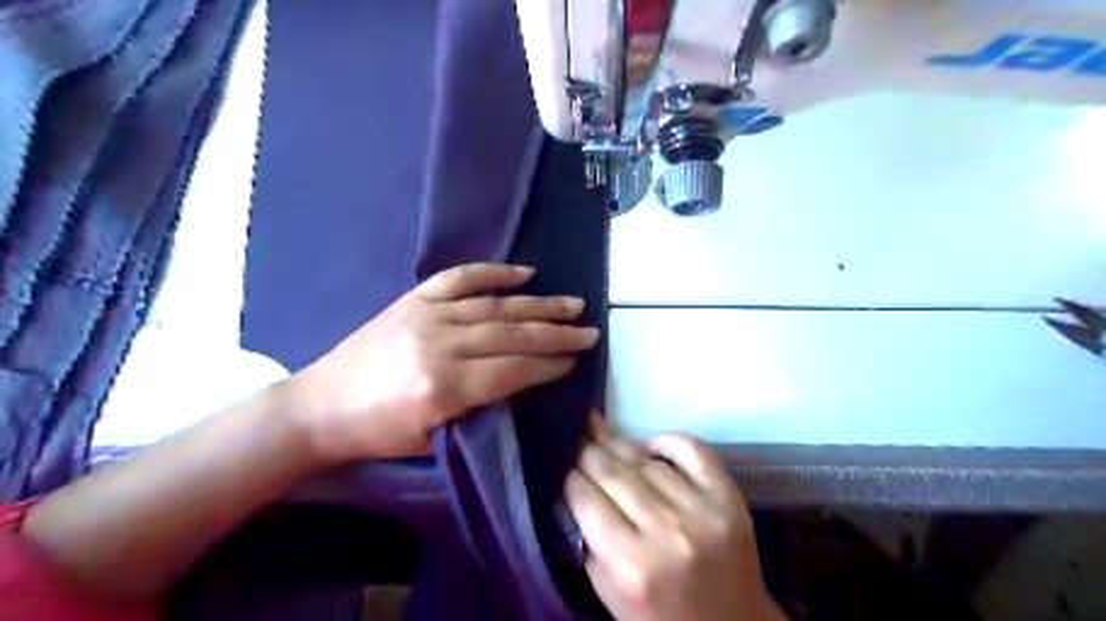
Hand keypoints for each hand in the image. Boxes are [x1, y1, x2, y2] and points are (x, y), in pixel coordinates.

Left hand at [283, 262, 595, 461]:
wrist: (318, 407)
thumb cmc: (377, 434)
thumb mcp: (433, 437)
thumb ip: (480, 407)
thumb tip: (522, 380)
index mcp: (444, 387)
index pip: (513, 370)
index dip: (549, 365)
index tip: (576, 361)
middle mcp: (440, 344)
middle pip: (512, 334)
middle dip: (556, 334)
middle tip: (589, 331)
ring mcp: (426, 315)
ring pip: (495, 306)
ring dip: (539, 305)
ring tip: (572, 304)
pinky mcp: (413, 300)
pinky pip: (460, 279)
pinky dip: (494, 273)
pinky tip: (524, 273)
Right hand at [565, 421, 781, 620]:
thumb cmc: (662, 619)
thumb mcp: (611, 596)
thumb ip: (589, 543)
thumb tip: (572, 492)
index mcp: (632, 566)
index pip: (587, 500)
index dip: (569, 476)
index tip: (562, 464)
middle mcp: (666, 532)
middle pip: (613, 474)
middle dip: (588, 452)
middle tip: (576, 437)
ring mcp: (702, 510)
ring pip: (647, 462)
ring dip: (620, 446)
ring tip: (602, 433)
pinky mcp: (729, 498)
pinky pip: (693, 451)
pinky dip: (668, 441)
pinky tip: (649, 444)